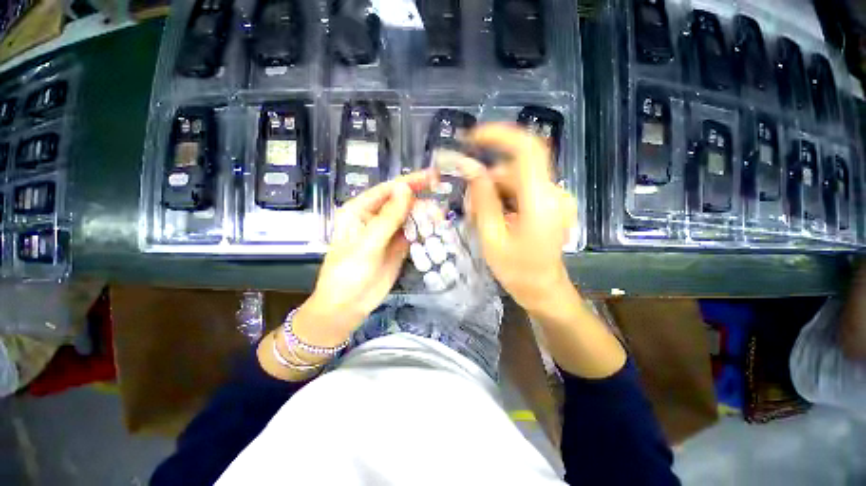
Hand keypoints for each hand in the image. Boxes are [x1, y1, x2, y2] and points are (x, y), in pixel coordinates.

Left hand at [294, 171, 432, 344]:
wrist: (348, 307)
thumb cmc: (349, 273)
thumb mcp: (368, 244)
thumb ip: (388, 217)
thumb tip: (405, 188)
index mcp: (359, 211)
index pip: (388, 190)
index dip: (410, 182)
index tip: (433, 176)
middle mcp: (374, 218)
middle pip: (400, 202)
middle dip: (420, 200)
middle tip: (440, 205)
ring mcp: (387, 233)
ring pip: (408, 217)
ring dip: (424, 216)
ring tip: (440, 218)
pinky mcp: (397, 247)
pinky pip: (412, 233)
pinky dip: (423, 230)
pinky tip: (435, 229)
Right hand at [458, 123, 576, 312]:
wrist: (543, 290)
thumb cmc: (517, 271)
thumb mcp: (491, 237)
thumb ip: (482, 200)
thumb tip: (472, 169)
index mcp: (541, 202)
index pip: (527, 150)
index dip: (501, 136)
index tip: (473, 137)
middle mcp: (553, 193)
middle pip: (515, 169)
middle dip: (487, 181)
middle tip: (469, 205)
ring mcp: (554, 198)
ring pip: (516, 180)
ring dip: (493, 193)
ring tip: (480, 218)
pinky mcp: (550, 204)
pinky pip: (522, 190)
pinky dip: (503, 199)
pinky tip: (494, 218)